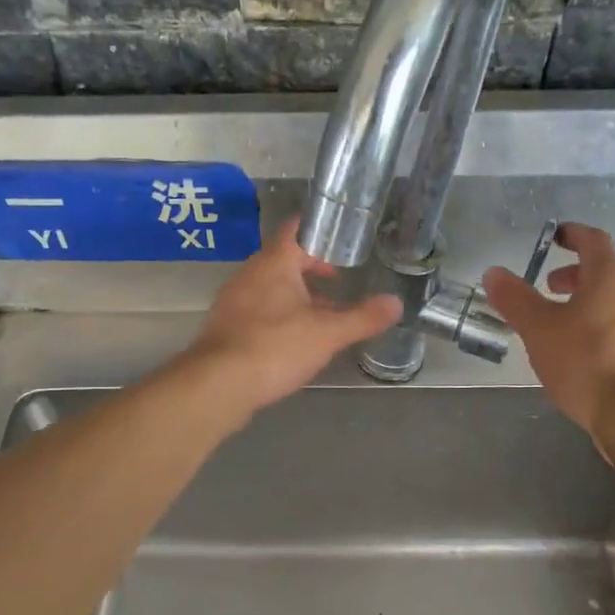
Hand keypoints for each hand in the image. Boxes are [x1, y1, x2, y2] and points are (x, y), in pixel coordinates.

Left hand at [182, 217, 401, 413]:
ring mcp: (234, 300)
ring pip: (271, 288)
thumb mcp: (328, 333)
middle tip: (340, 282)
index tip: (343, 243)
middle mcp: (250, 273)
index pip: (296, 230)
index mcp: (274, 262)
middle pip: (284, 260)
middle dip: (312, 270)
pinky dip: (278, 317)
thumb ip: (362, 317)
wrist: (218, 384)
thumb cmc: (276, 347)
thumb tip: (396, 303)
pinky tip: (294, 341)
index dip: (321, 233)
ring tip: (324, 315)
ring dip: (296, 297)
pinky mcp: (225, 327)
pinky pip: (258, 311)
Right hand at [482, 222, 614, 434]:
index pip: (593, 240)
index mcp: (612, 276)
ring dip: (592, 304)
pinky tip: (590, 356)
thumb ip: (515, 299)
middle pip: (608, 272)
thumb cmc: (585, 362)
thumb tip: (494, 273)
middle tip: (550, 289)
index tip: (555, 237)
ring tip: (565, 326)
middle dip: (577, 276)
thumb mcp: (539, 329)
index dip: (572, 235)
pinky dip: (608, 329)